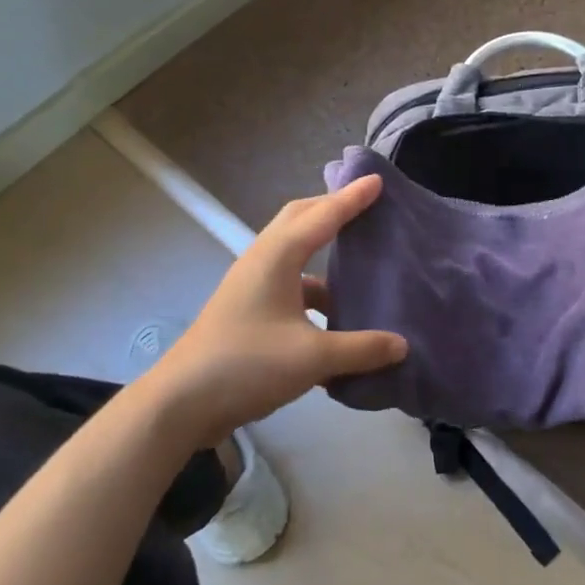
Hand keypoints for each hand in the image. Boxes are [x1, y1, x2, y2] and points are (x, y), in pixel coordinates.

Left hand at [149, 176, 406, 438]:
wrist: (181, 403)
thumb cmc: (246, 365)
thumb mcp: (312, 358)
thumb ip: (361, 349)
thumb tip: (403, 345)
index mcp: (277, 258)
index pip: (322, 216)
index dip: (352, 198)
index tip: (378, 181)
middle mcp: (262, 262)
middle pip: (300, 220)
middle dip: (332, 208)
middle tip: (366, 206)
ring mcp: (252, 286)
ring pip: (294, 253)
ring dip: (323, 249)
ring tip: (358, 258)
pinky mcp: (249, 310)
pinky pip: (290, 284)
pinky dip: (316, 289)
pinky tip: (338, 315)